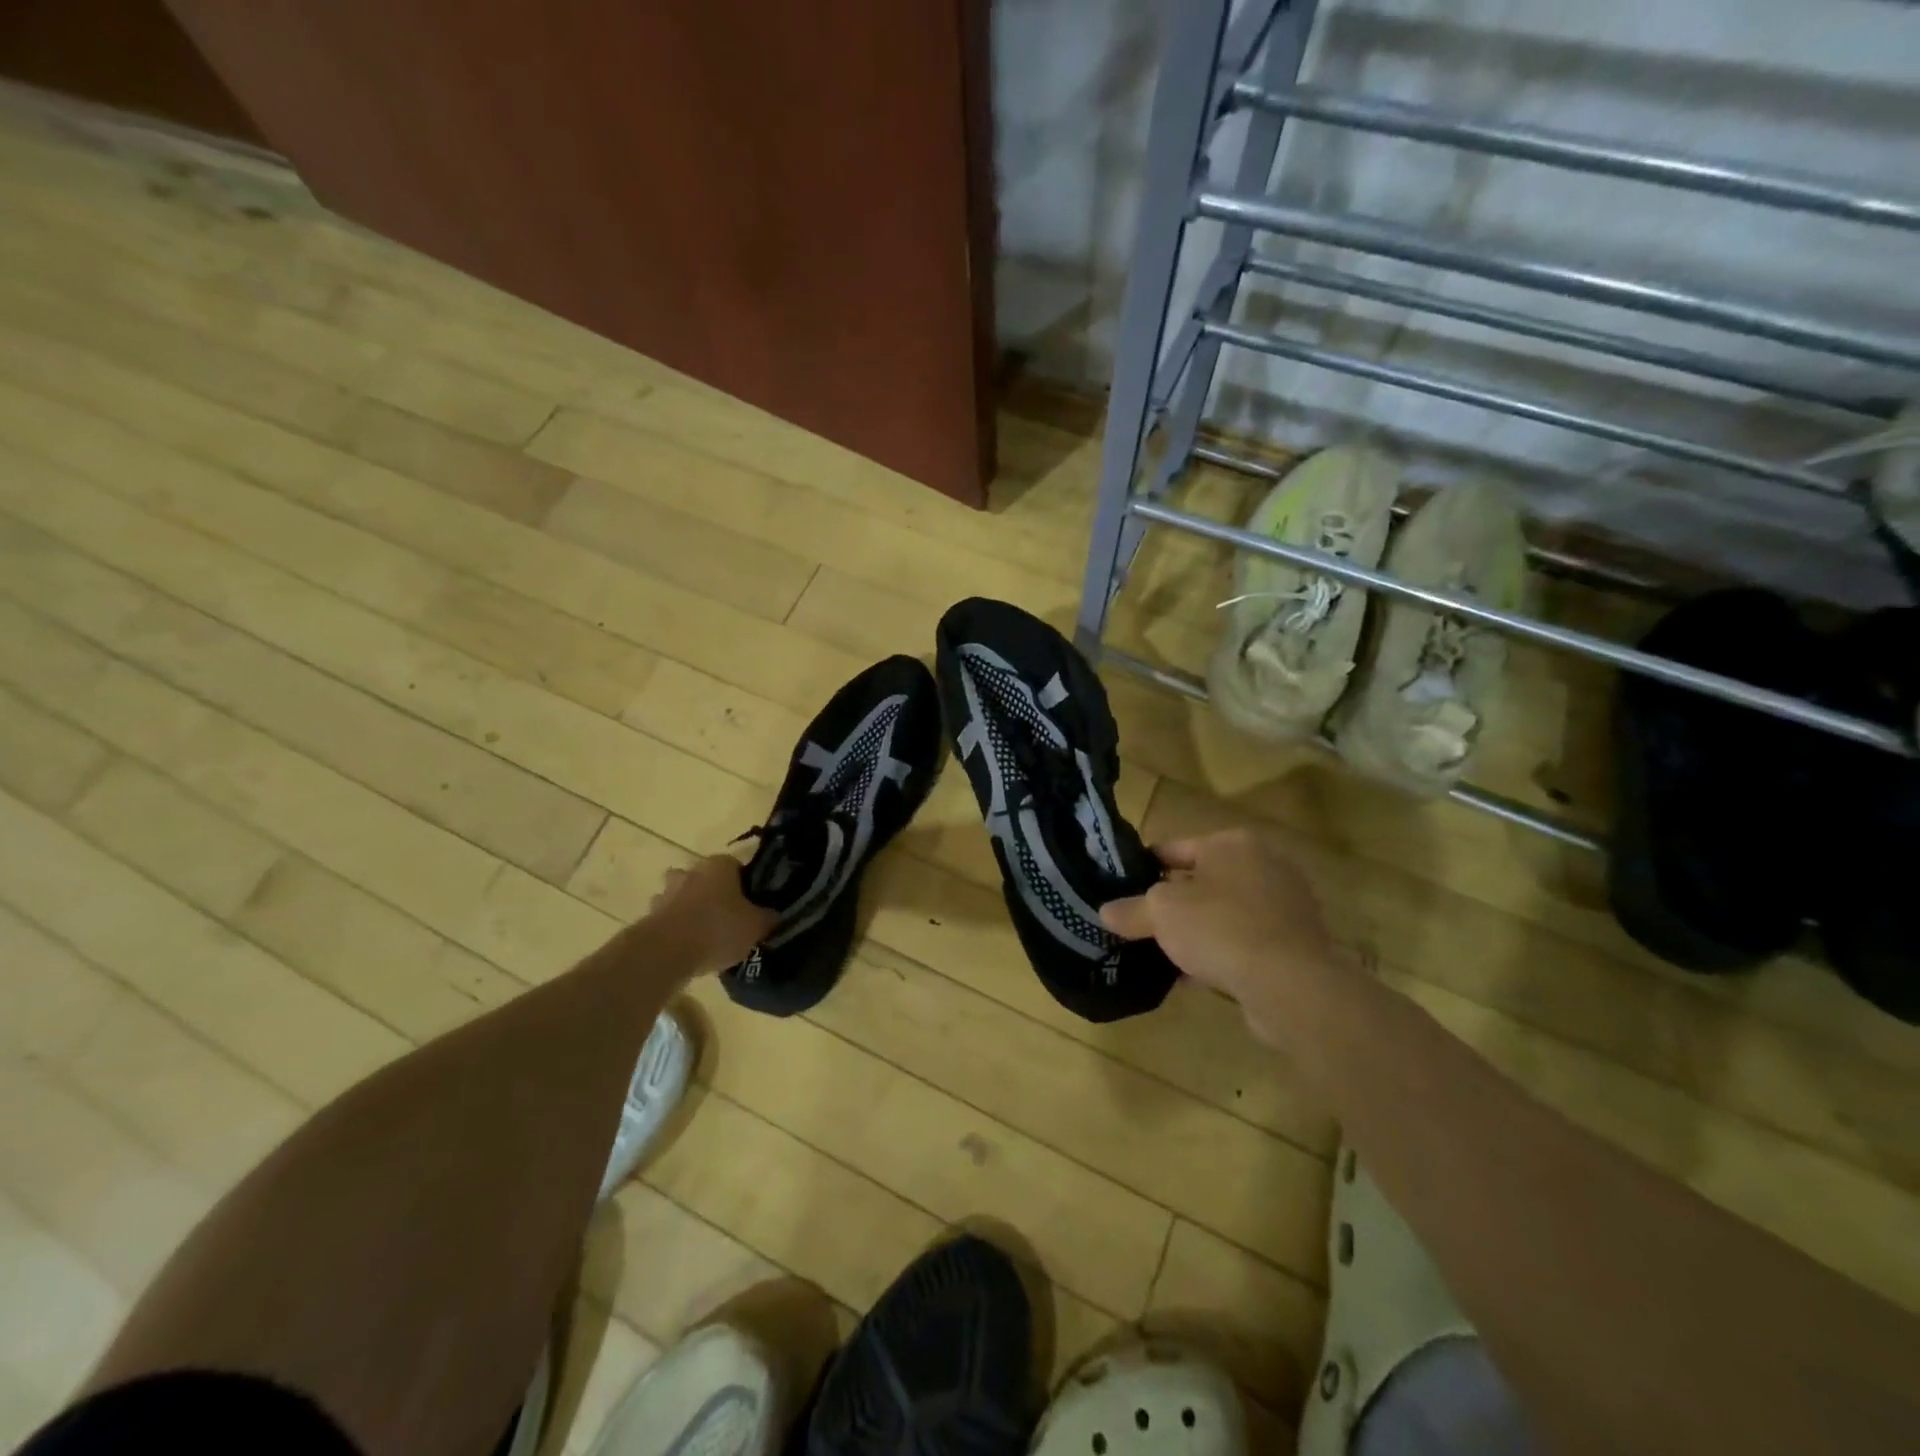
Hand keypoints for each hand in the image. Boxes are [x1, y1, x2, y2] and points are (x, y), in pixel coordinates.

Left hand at [647, 854, 777, 974]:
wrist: (666, 952)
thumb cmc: (718, 929)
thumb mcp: (756, 926)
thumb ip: (768, 917)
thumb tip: (774, 915)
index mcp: (719, 865)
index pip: (736, 866)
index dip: (745, 884)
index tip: (751, 904)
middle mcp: (690, 872)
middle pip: (705, 878)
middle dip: (713, 893)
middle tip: (727, 917)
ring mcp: (666, 893)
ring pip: (683, 897)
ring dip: (691, 910)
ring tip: (706, 935)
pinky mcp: (648, 917)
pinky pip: (668, 919)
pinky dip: (676, 929)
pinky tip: (689, 948)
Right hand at [1101, 828, 1347, 1043]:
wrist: (1291, 984)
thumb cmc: (1220, 928)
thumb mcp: (1161, 913)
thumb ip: (1131, 910)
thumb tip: (1105, 911)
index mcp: (1233, 843)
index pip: (1176, 848)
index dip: (1145, 868)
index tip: (1122, 889)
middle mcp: (1265, 864)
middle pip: (1203, 881)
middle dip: (1173, 903)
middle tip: (1142, 923)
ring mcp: (1286, 904)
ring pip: (1225, 913)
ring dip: (1198, 931)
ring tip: (1165, 953)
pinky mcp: (1297, 942)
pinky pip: (1246, 941)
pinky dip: (1223, 953)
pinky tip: (1197, 976)